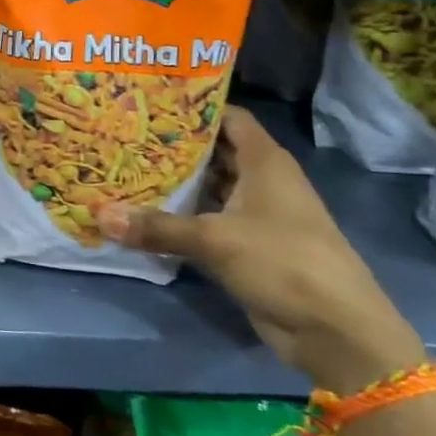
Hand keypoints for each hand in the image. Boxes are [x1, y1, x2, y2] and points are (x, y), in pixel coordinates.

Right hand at [99, 106, 425, 394]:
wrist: (336, 332)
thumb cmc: (284, 262)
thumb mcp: (215, 240)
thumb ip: (157, 227)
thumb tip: (99, 215)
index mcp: (265, 162)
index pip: (228, 117)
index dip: (194, 108)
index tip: (150, 104)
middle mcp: (261, 181)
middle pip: (213, 152)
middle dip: (173, 147)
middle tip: (124, 136)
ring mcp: (255, 215)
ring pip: (209, 189)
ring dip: (175, 184)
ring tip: (125, 169)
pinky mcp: (247, 247)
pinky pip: (207, 222)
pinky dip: (181, 217)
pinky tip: (144, 213)